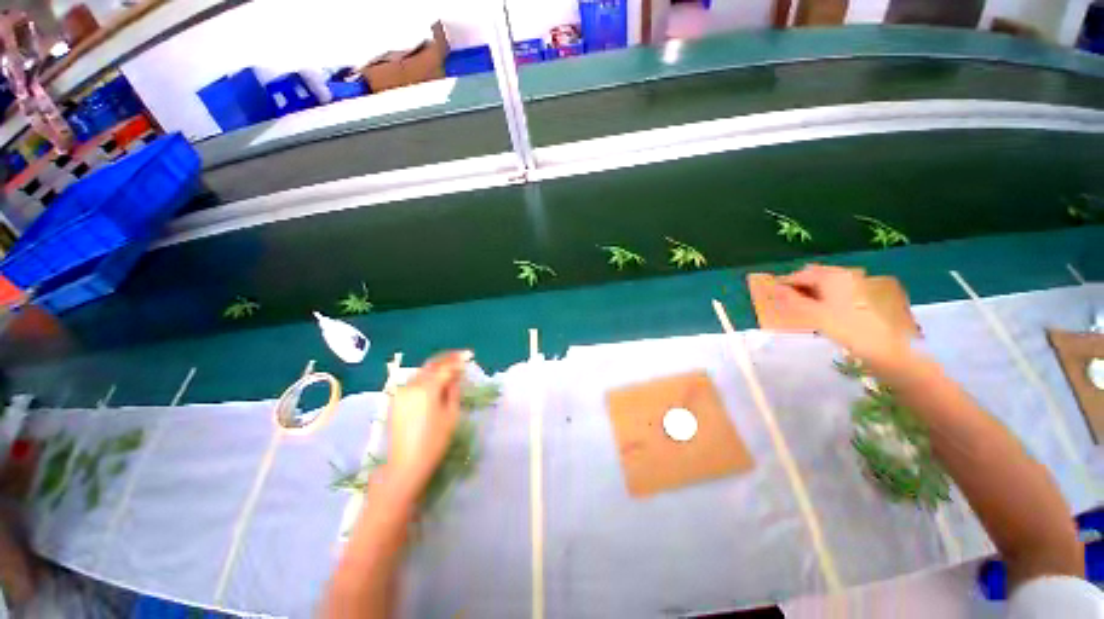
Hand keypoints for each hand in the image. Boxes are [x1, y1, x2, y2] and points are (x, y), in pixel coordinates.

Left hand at [385, 351, 469, 497]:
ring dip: (437, 366)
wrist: (405, 464)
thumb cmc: (434, 441)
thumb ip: (453, 390)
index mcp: (427, 389)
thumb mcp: (451, 414)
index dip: (458, 360)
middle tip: (462, 355)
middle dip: (447, 358)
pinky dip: (427, 376)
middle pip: (431, 365)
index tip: (470, 355)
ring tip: (451, 366)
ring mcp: (401, 392)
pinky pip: (415, 381)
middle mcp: (412, 385)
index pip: (445, 367)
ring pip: (422, 371)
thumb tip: (455, 375)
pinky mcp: (396, 400)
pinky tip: (436, 379)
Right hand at [771, 264, 906, 361]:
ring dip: (811, 292)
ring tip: (800, 307)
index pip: (799, 275)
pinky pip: (836, 291)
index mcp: (831, 276)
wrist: (885, 348)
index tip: (771, 295)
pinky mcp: (863, 297)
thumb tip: (774, 289)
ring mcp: (856, 285)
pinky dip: (823, 297)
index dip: (784, 284)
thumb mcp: (812, 314)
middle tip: (785, 301)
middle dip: (798, 286)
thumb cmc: (845, 328)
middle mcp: (844, 275)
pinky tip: (820, 310)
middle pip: (814, 276)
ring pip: (825, 284)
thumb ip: (791, 299)